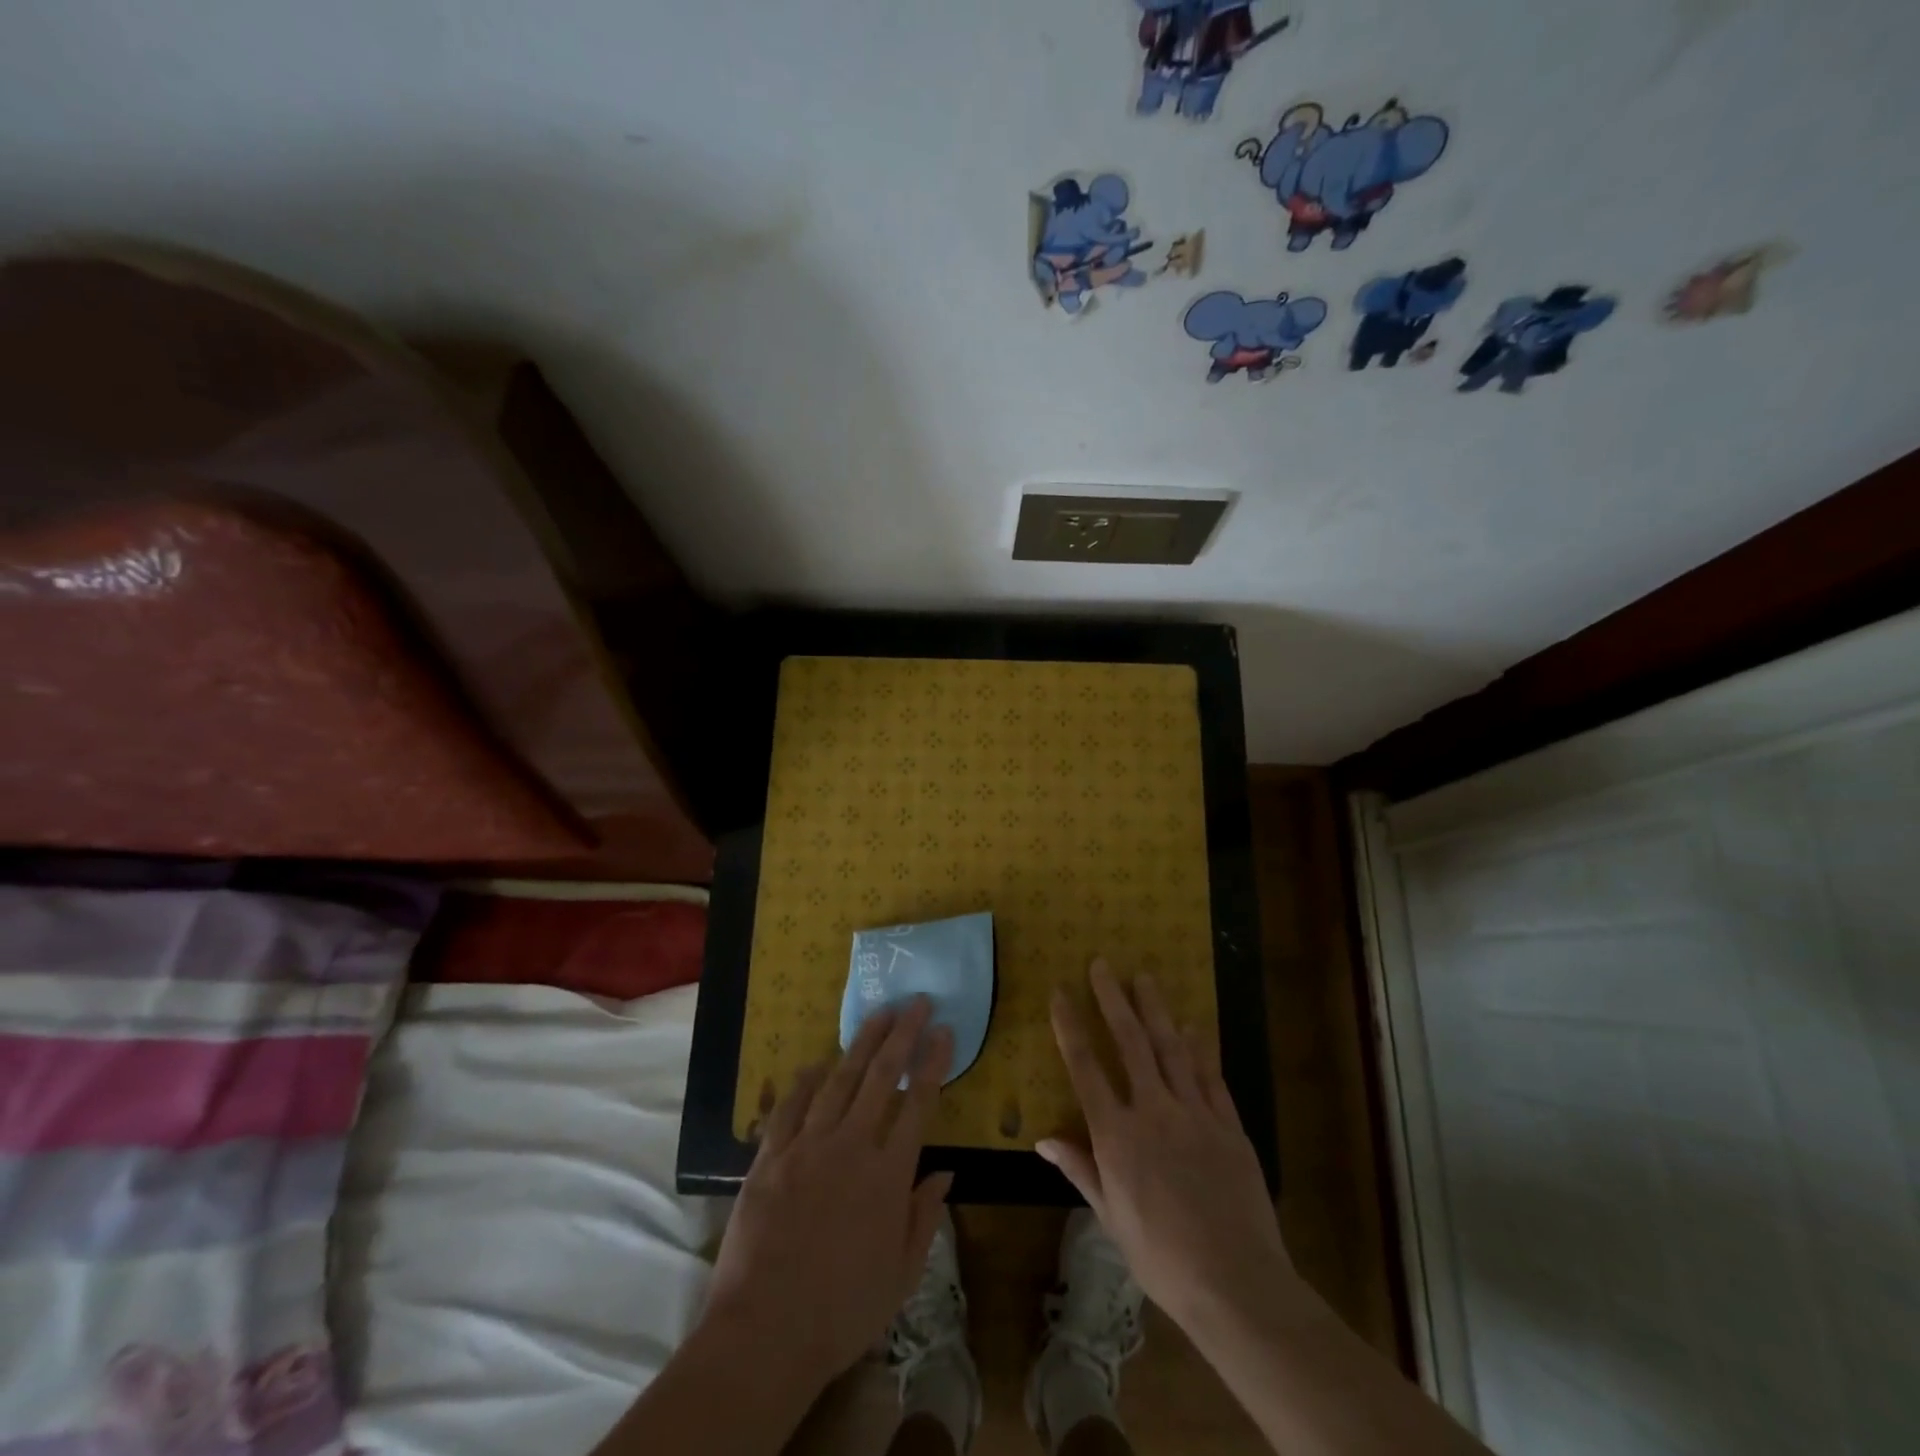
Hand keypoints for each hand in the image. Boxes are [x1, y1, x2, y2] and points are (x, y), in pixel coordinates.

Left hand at [702, 997, 953, 1390]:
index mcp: (888, 1175)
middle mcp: (851, 1147)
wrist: (764, 1333)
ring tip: (878, 1015)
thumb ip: (924, 1218)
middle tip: (915, 1002)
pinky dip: (805, 1081)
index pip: (918, 1103)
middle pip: (881, 1077)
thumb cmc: (843, 1312)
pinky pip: (790, 1107)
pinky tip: (816, 1063)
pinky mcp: (770, 1157)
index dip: (933, 1062)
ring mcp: (807, 1146)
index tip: (944, 1031)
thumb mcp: (902, 1276)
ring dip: (861, 1043)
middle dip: (902, 1035)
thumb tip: (946, 1173)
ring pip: (840, 1080)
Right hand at [1037, 960, 1294, 1334]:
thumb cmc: (1162, 1257)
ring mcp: (1194, 1113)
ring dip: (1155, 1009)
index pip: (1085, 1068)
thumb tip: (1043, 1139)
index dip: (1070, 1026)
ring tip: (1144, 977)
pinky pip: (1210, 1075)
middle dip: (1113, 999)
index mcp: (1116, 1135)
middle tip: (1103, 964)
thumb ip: (1080, 1170)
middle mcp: (1152, 1111)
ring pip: (1170, 1048)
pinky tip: (1193, 1025)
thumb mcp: (1111, 1218)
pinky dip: (1200, 1047)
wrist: (1235, 1281)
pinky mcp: (1228, 1124)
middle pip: (1129, 1042)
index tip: (1060, 992)